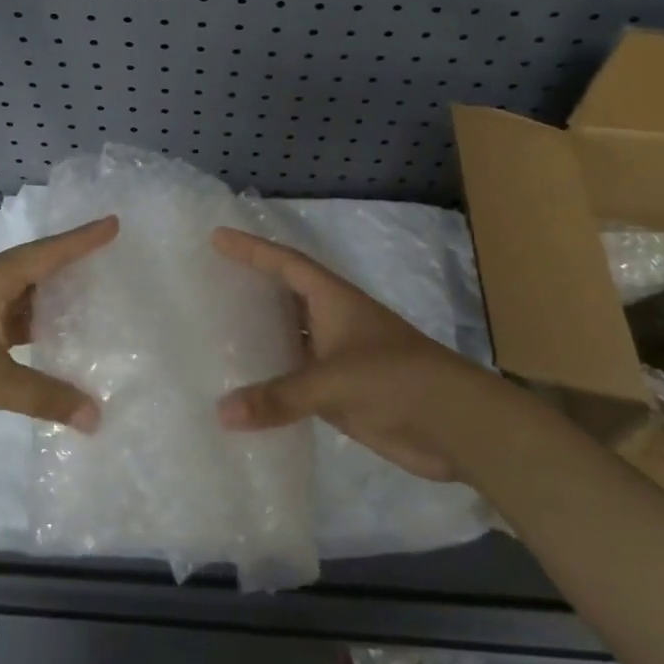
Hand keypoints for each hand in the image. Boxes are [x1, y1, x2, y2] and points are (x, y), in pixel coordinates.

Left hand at [0, 217, 118, 444]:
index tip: (113, 224)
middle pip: (32, 274)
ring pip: (16, 306)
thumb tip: (97, 416)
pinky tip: (44, 353)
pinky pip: (2, 333)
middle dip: (68, 271)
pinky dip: (27, 339)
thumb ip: (44, 395)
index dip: (82, 239)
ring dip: (47, 310)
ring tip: (87, 311)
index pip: (47, 252)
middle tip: (107, 270)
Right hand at [211, 227, 493, 480]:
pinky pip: (295, 381)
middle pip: (284, 297)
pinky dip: (271, 383)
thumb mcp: (335, 381)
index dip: (251, 250)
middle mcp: (332, 322)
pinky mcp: (341, 393)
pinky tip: (244, 391)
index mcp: (334, 299)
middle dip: (250, 289)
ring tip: (214, 335)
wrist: (455, 424)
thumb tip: (222, 413)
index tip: (217, 238)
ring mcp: (337, 358)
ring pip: (288, 340)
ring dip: (258, 338)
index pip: (285, 264)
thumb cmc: (396, 379)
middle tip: (208, 284)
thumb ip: (280, 396)